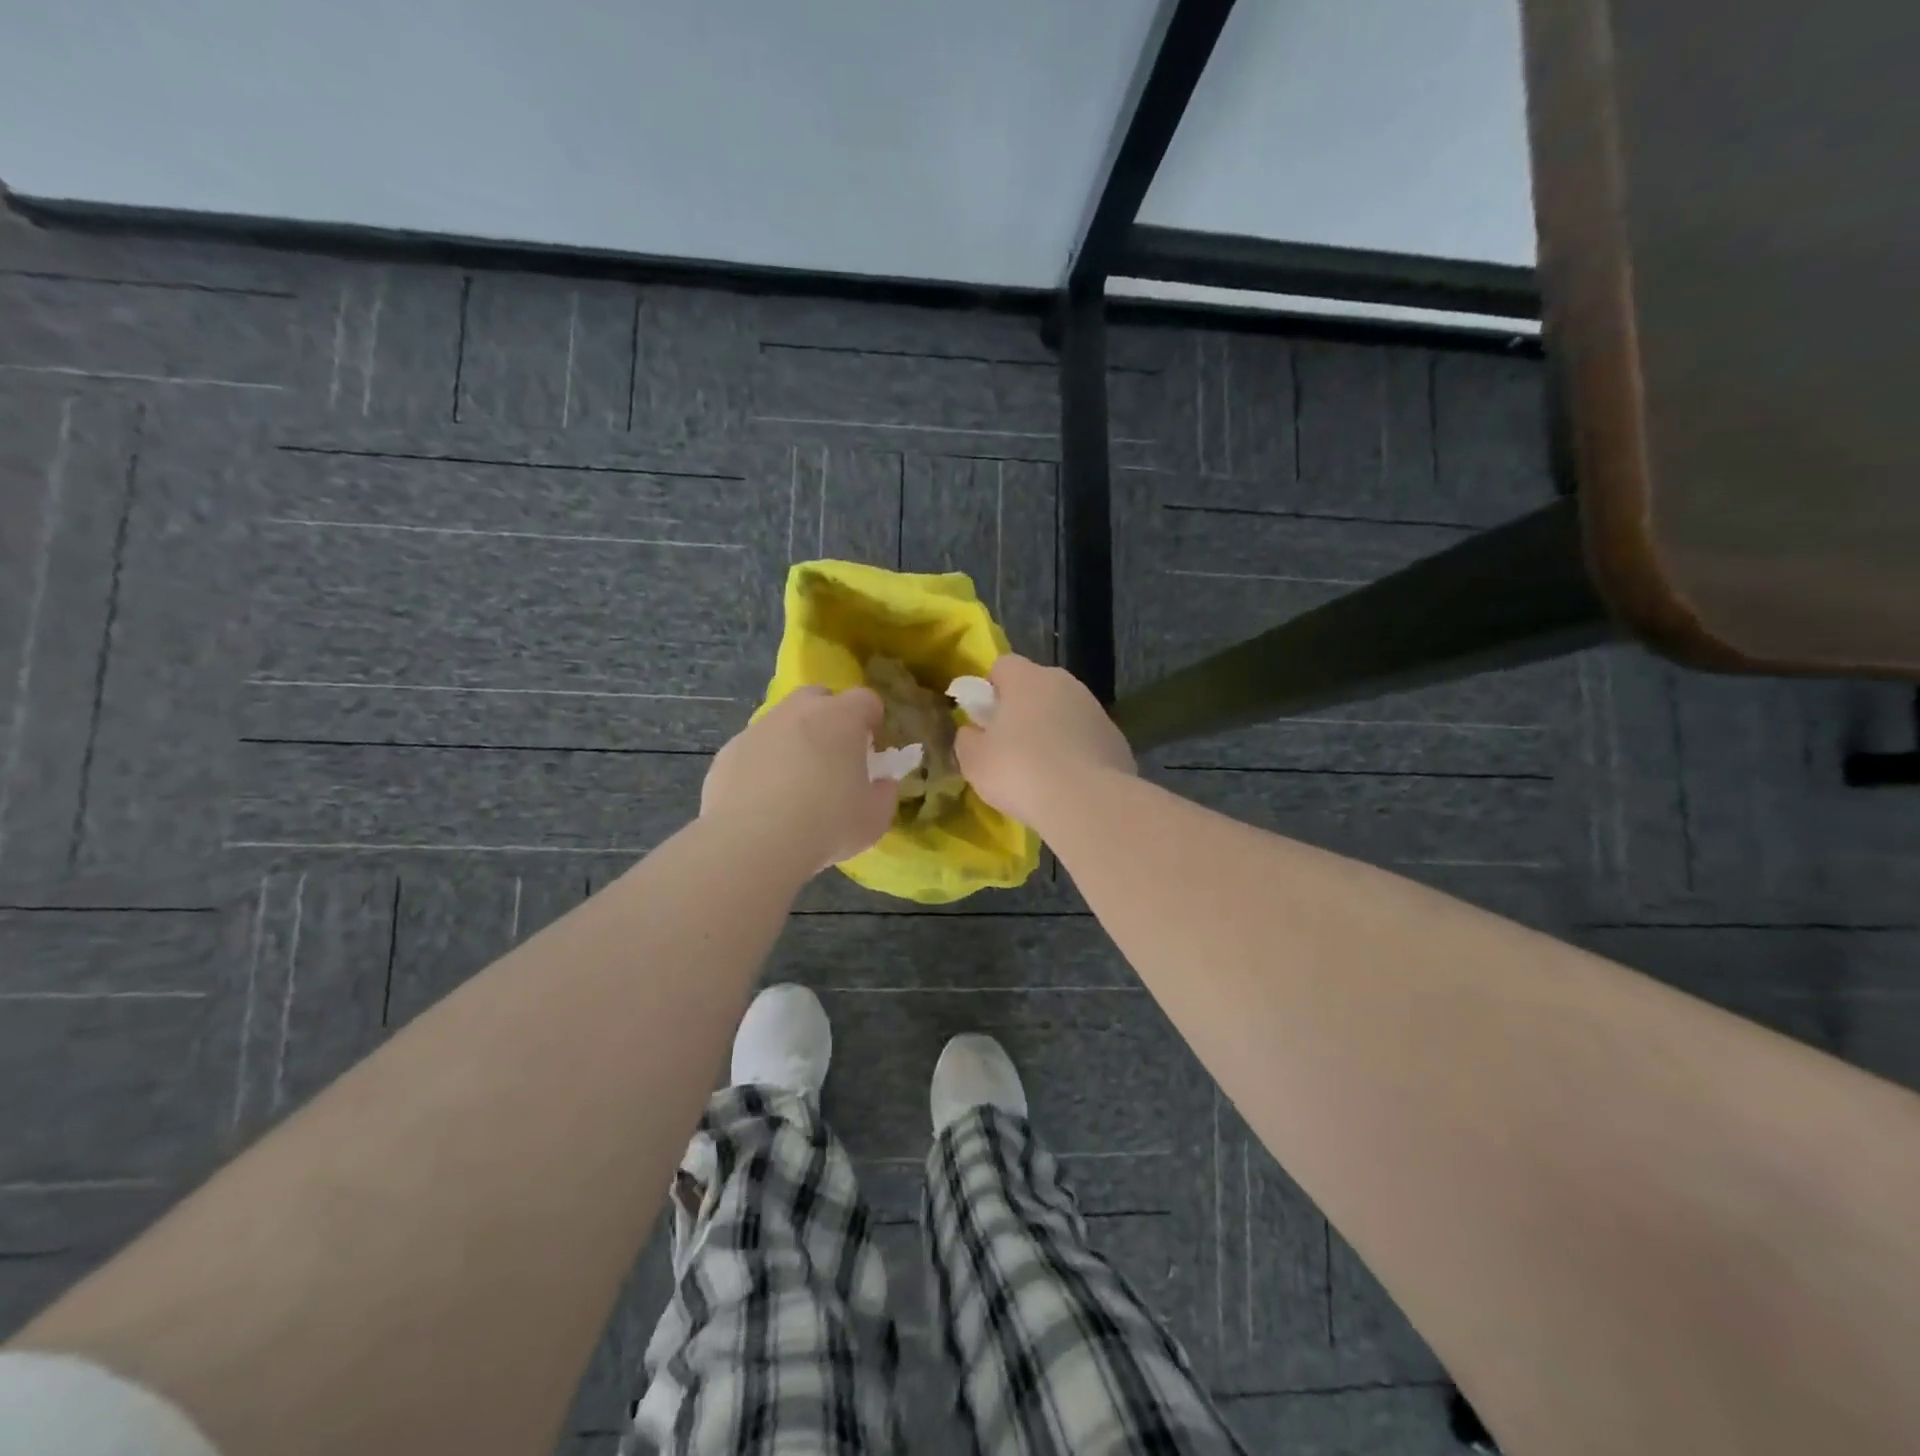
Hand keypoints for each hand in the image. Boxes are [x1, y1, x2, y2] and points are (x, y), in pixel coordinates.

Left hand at [702, 687, 899, 872]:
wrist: (753, 842)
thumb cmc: (827, 824)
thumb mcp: (874, 818)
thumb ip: (884, 794)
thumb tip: (882, 783)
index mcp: (841, 717)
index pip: (866, 699)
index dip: (872, 721)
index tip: (872, 749)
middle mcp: (799, 711)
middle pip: (819, 698)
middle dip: (829, 719)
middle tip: (833, 758)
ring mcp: (759, 728)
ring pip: (782, 722)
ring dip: (793, 741)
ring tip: (795, 785)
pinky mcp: (728, 751)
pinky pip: (754, 749)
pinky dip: (762, 765)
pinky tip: (763, 801)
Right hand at [955, 655, 1134, 827]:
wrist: (1087, 803)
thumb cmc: (1020, 772)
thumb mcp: (974, 760)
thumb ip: (968, 739)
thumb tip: (973, 732)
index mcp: (1027, 679)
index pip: (1003, 666)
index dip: (990, 690)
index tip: (984, 720)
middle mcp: (1065, 684)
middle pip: (1037, 687)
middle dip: (1023, 711)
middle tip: (1009, 748)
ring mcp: (1096, 710)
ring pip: (1065, 713)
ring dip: (1052, 732)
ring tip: (1041, 773)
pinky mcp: (1117, 739)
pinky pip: (1087, 740)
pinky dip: (1077, 754)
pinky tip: (1069, 785)